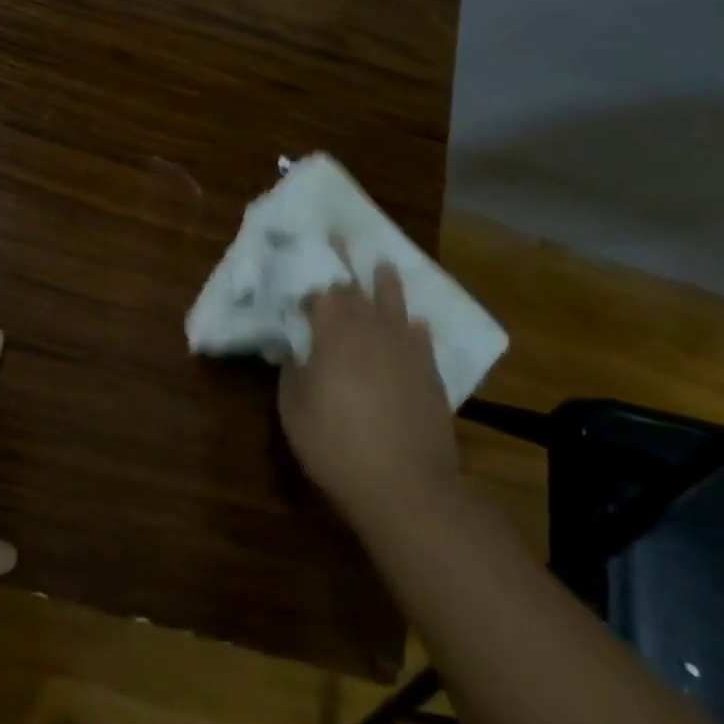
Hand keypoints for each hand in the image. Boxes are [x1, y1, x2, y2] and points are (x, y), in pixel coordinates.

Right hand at [279, 261, 462, 532]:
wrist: (405, 485)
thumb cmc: (335, 445)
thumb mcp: (293, 408)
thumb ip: (292, 370)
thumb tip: (296, 348)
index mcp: (333, 333)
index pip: (321, 290)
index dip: (310, 273)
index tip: (301, 258)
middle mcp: (371, 330)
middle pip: (356, 288)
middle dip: (344, 261)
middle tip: (337, 237)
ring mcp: (406, 349)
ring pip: (395, 304)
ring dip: (386, 281)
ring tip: (384, 263)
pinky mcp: (430, 373)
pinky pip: (422, 337)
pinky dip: (414, 325)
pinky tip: (415, 323)